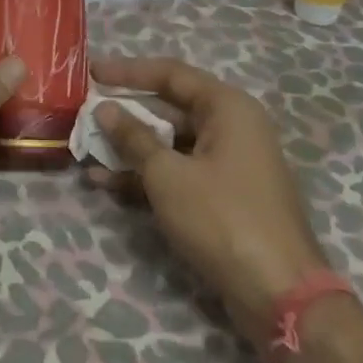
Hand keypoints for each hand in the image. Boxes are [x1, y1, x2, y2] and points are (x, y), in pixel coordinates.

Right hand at [89, 55, 329, 334]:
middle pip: (170, 108)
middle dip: (126, 114)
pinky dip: (147, 175)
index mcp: (227, 107)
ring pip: (171, 144)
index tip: (91, 71)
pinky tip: (107, 183)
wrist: (278, 292)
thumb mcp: (168, 175)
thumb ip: (133, 138)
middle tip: (85, 114)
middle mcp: (233, 127)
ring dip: (131, 149)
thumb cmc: (222, 218)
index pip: (170, 74)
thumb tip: (104, 109)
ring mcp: (230, 163)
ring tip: (86, 151)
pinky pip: (179, 172)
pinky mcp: (224, 195)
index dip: (128, 71)